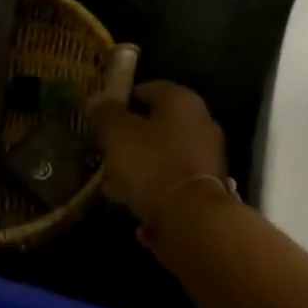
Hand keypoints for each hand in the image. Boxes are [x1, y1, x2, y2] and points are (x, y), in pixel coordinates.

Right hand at [88, 81, 229, 232]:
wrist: (191, 218)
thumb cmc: (152, 164)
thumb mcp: (117, 134)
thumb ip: (105, 114)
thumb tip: (99, 101)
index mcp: (182, 100)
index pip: (147, 89)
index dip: (121, 101)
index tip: (100, 118)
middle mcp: (202, 122)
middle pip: (156, 124)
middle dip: (129, 138)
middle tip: (104, 152)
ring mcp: (208, 155)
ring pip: (163, 154)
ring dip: (138, 165)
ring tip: (111, 184)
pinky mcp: (207, 186)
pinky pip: (172, 178)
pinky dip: (153, 185)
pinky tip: (131, 201)